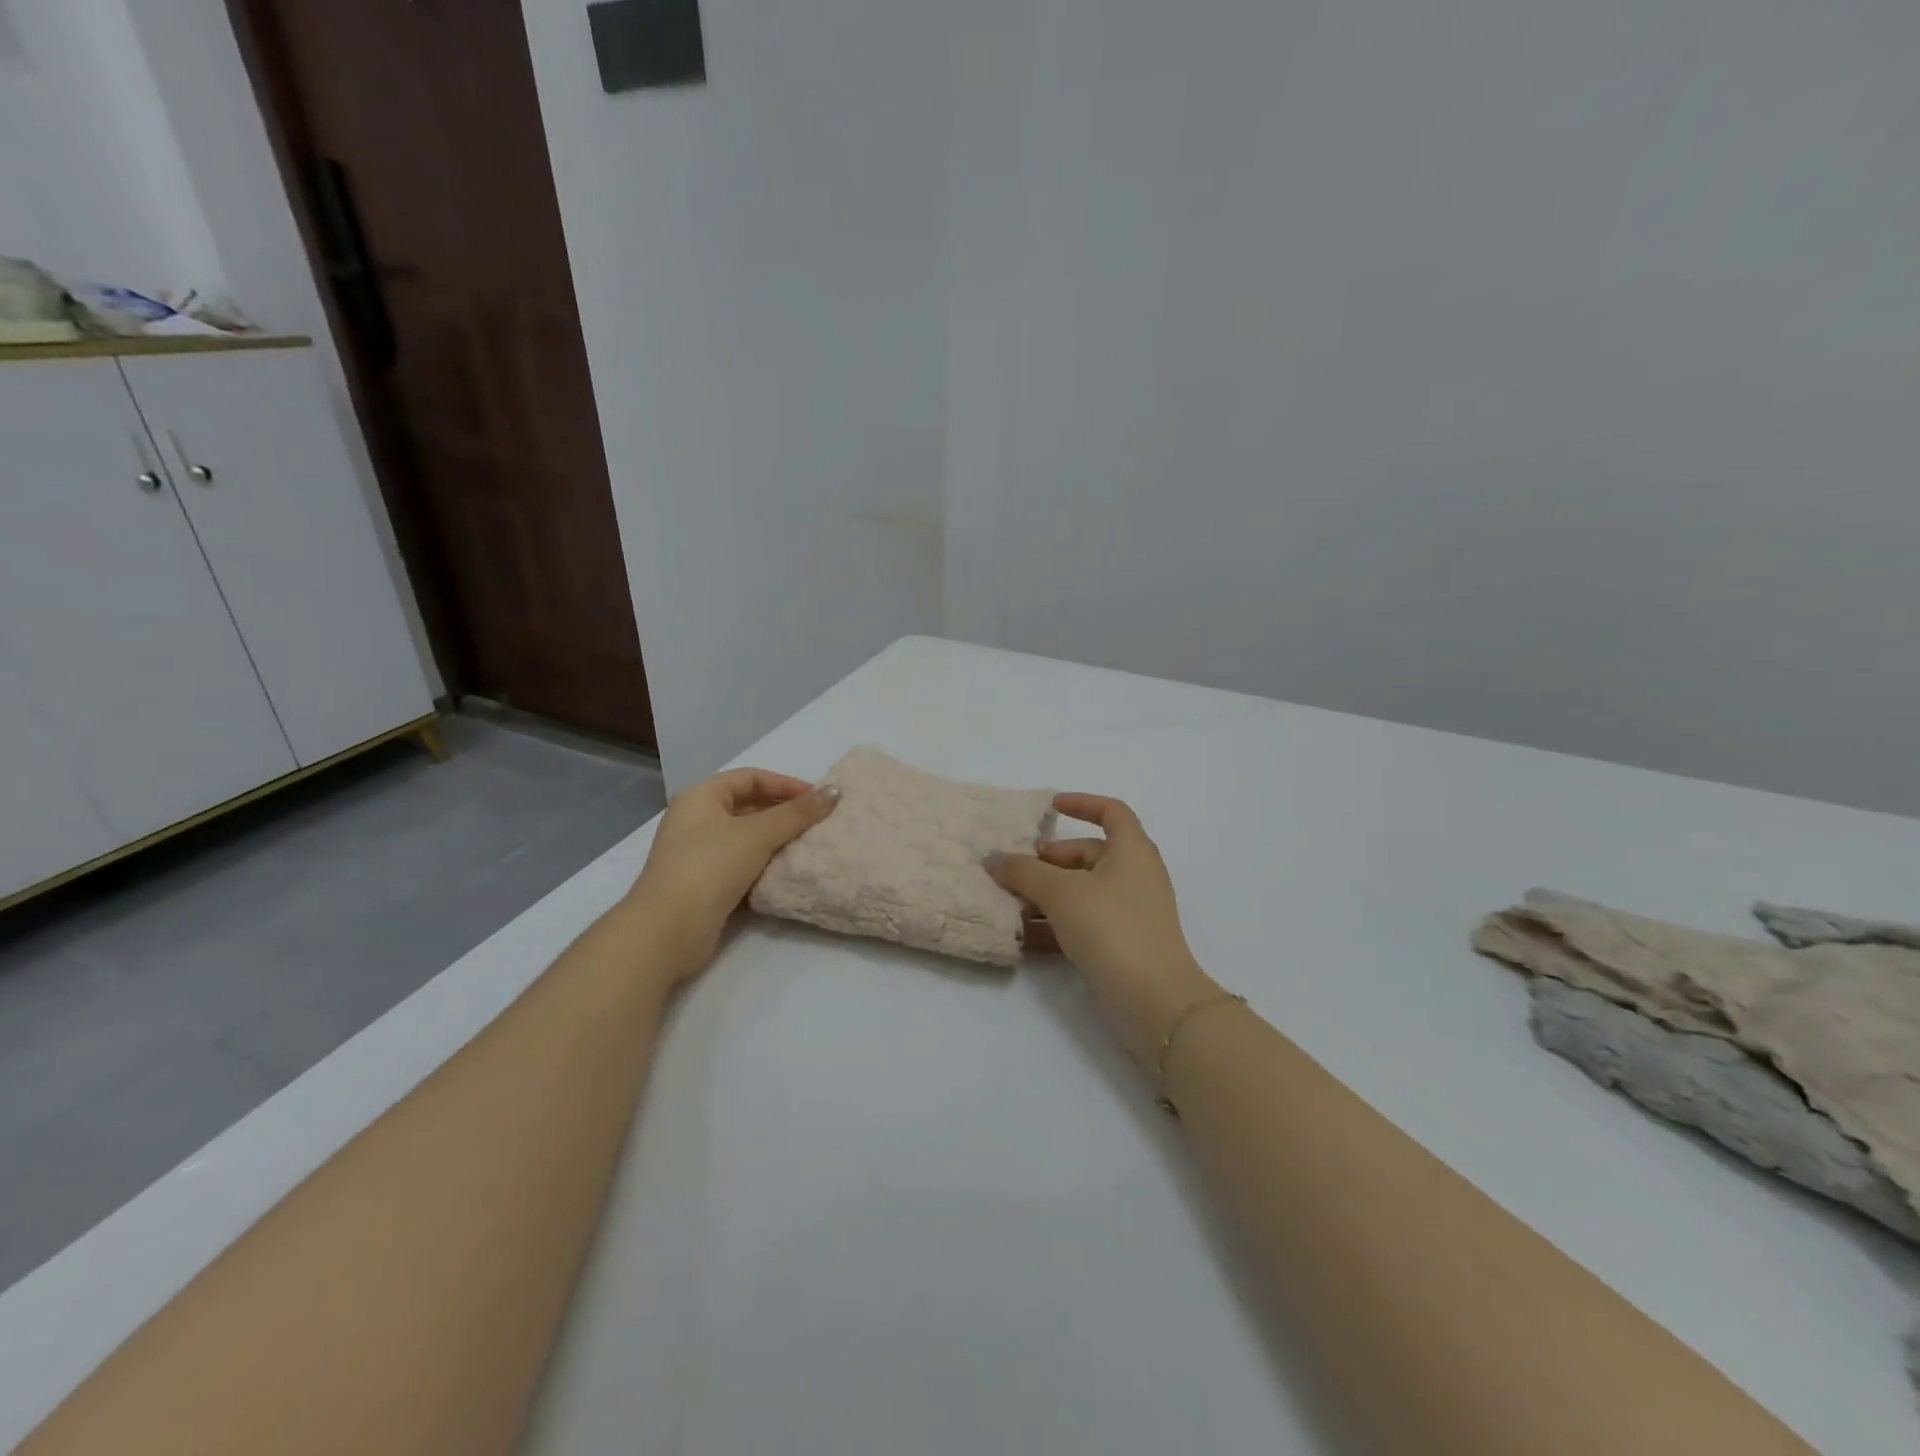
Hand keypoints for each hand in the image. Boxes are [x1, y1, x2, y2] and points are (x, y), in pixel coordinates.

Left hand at [630, 768, 838, 981]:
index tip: (817, 799)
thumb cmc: (711, 867)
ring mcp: (695, 853)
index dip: (785, 784)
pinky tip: (785, 871)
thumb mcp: (759, 834)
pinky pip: (739, 863)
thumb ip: (798, 813)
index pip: (750, 777)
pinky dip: (762, 863)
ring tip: (807, 845)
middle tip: (816, 822)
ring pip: (744, 837)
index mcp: (700, 797)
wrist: (668, 929)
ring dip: (775, 839)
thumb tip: (834, 792)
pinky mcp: (701, 883)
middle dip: (782, 812)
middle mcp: (694, 819)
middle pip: (747, 805)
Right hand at [987, 794, 1220, 1069]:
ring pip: (1081, 892)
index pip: (1111, 811)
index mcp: (1132, 850)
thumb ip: (1023, 871)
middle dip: (1048, 861)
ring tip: (1007, 904)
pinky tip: (1020, 936)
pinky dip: (1054, 925)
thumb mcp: (1061, 892)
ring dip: (1045, 896)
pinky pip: (1081, 924)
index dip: (1082, 804)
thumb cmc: (1112, 927)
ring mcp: (1129, 912)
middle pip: (1087, 855)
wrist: (1154, 1000)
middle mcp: (1134, 875)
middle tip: (1013, 870)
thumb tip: (993, 858)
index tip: (1050, 808)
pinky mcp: (1120, 944)